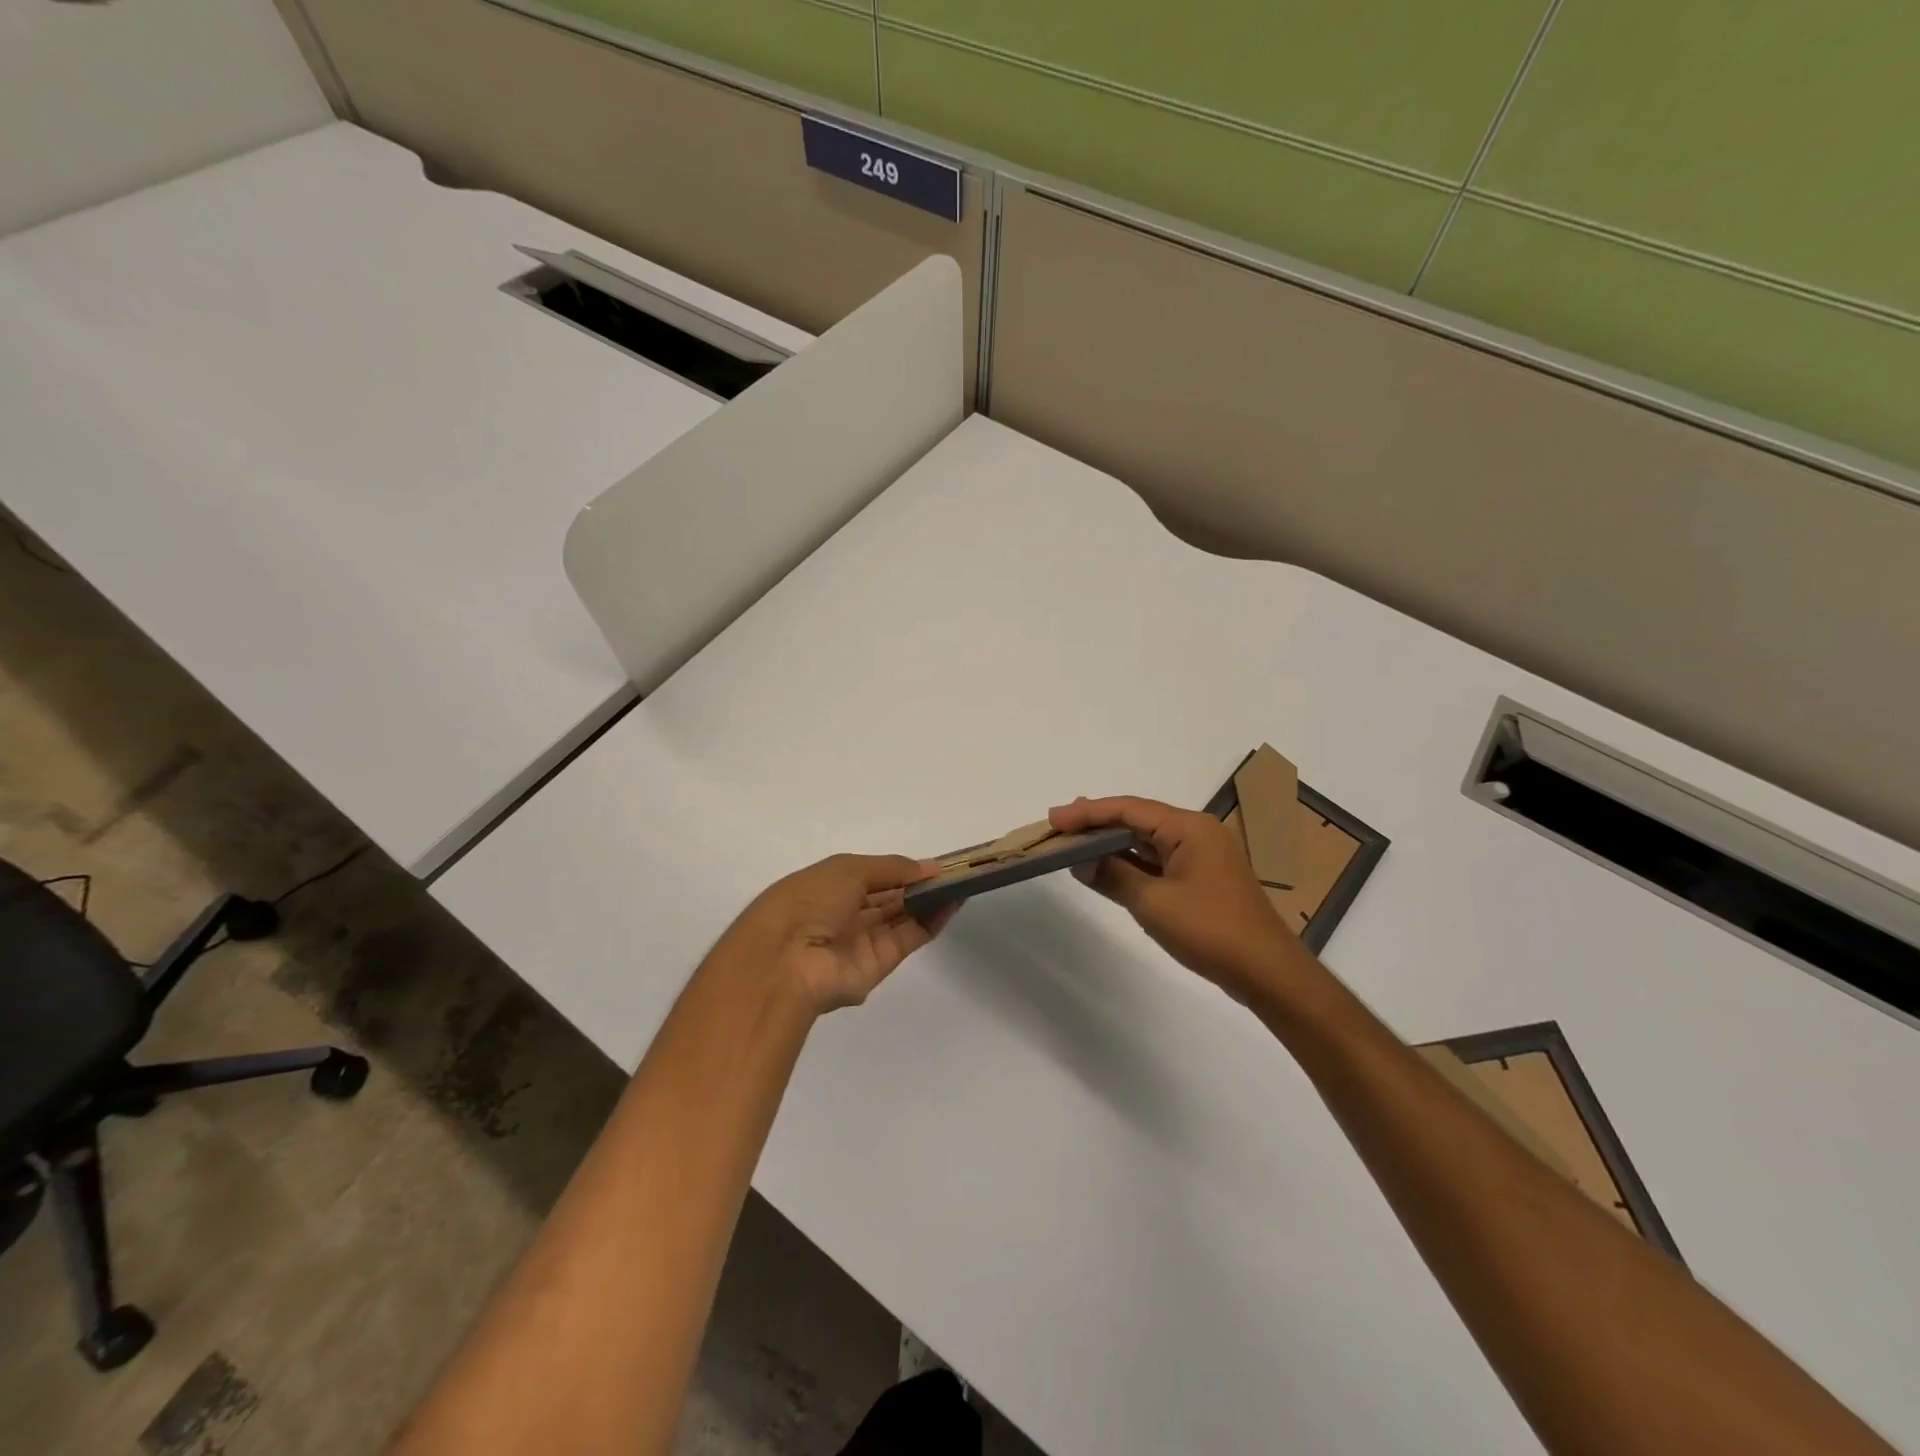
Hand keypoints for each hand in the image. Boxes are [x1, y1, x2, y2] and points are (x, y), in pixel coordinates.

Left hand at [725, 854, 957, 1013]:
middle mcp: (845, 914)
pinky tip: (952, 901)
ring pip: (903, 917)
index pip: (871, 876)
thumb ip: (892, 867)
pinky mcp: (879, 965)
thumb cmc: (808, 902)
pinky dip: (931, 920)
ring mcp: (862, 941)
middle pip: (889, 897)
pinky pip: (909, 937)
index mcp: (828, 887)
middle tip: (956, 871)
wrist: (785, 962)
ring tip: (962, 882)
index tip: (933, 862)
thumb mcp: (848, 869)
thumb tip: (929, 867)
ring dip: (931, 900)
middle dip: (919, 884)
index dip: (901, 869)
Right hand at [1049, 795, 1306, 1003]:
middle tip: (1060, 826)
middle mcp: (1197, 833)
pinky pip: (1159, 860)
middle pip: (1138, 819)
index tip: (1054, 818)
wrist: (1267, 972)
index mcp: (1189, 828)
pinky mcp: (1203, 879)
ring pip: (1148, 840)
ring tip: (1076, 842)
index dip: (1088, 812)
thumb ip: (1114, 875)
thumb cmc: (1210, 930)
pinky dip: (1132, 863)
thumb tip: (1081, 860)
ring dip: (1113, 843)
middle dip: (1098, 823)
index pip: (1129, 809)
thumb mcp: (1153, 903)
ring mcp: (1202, 856)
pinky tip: (1108, 868)